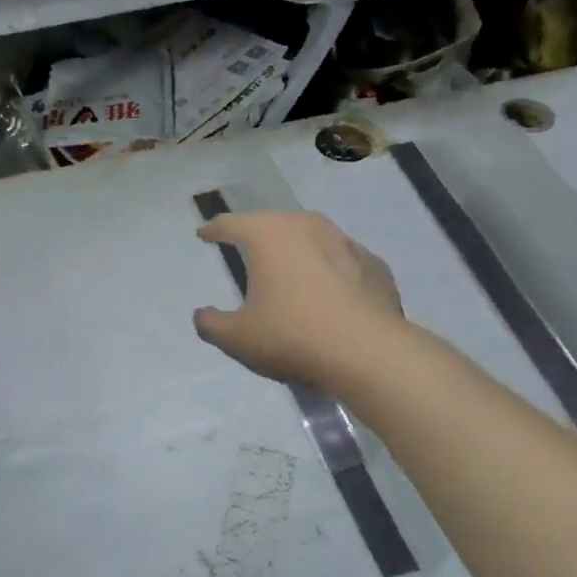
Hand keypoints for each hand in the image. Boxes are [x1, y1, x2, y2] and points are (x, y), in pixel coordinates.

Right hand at [194, 211, 405, 389]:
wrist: (370, 354)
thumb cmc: (292, 335)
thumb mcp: (237, 337)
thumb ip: (212, 324)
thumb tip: (202, 315)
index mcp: (268, 235)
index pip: (231, 224)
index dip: (213, 229)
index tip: (204, 234)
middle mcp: (306, 226)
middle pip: (273, 222)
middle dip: (256, 233)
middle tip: (244, 247)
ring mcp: (346, 242)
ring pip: (311, 236)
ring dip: (296, 248)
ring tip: (287, 267)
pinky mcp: (374, 265)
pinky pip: (341, 260)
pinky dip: (328, 269)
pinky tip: (327, 291)